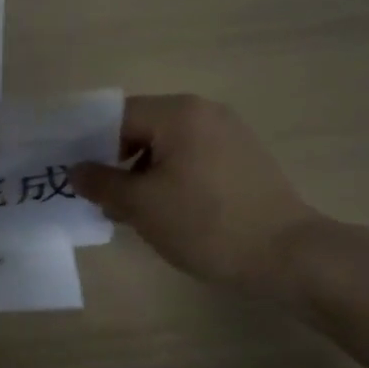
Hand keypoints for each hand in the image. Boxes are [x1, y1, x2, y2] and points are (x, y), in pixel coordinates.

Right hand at [72, 94, 326, 292]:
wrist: (292, 257)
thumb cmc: (207, 224)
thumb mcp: (142, 206)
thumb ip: (102, 183)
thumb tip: (76, 170)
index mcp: (177, 112)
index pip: (116, 116)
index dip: (91, 145)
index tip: (79, 177)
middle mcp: (204, 110)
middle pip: (143, 127)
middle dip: (118, 161)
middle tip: (105, 198)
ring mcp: (229, 133)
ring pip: (168, 144)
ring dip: (145, 172)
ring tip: (137, 211)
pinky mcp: (245, 158)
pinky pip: (194, 156)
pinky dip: (174, 176)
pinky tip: (172, 211)